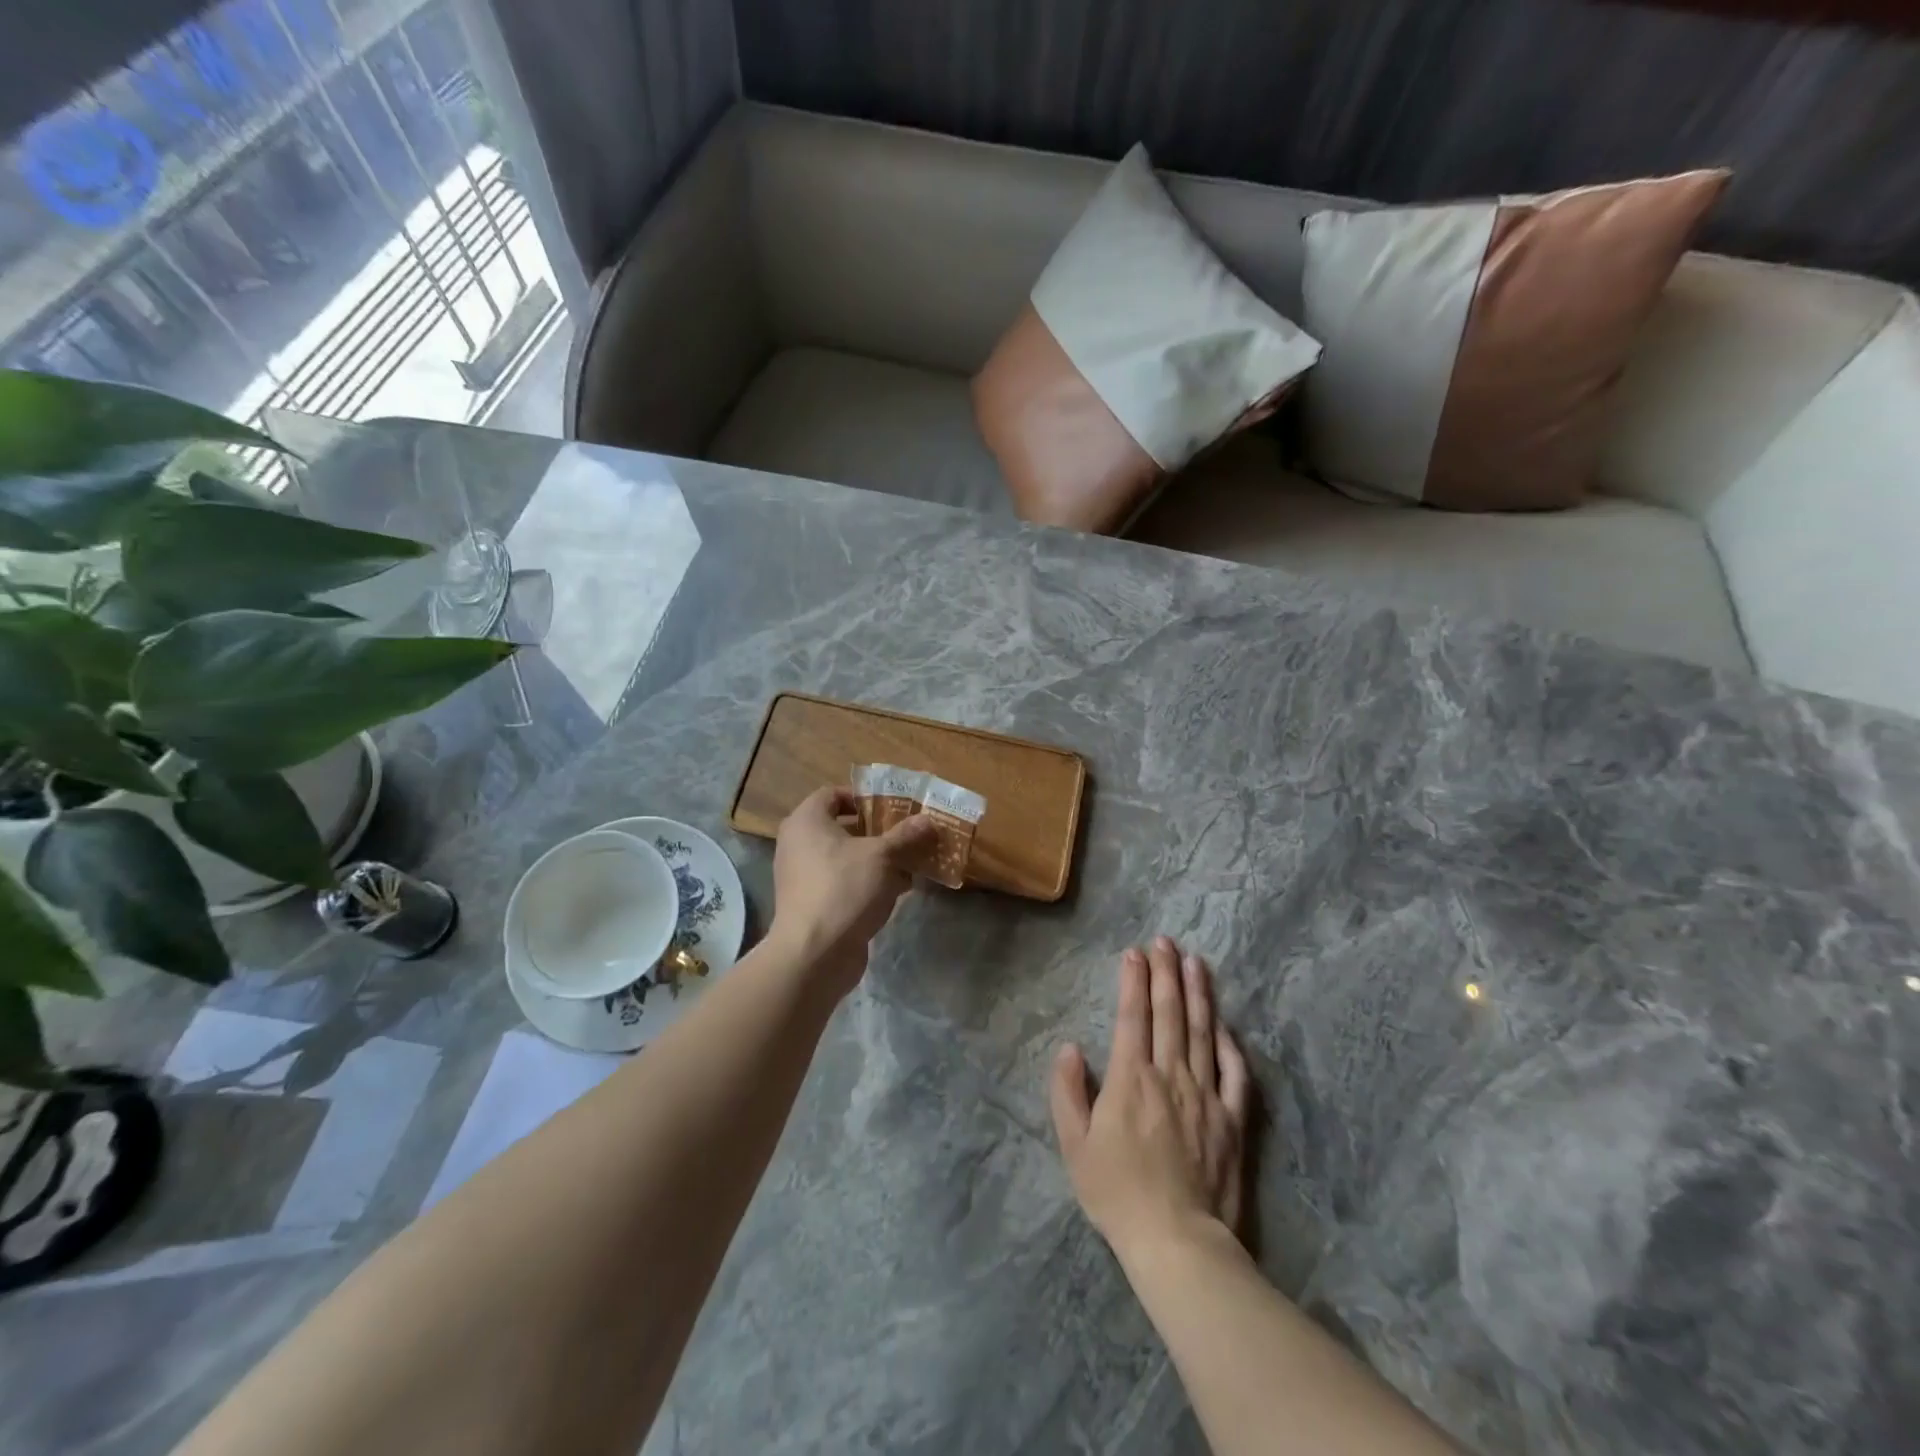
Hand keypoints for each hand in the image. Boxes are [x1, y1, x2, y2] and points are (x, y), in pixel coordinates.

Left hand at [769, 787, 935, 996]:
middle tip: (909, 834)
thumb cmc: (844, 889)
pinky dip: (869, 883)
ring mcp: (804, 877)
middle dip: (879, 832)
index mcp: (807, 821)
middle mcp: (799, 844)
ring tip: (912, 862)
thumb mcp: (883, 856)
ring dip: (879, 860)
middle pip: (843, 827)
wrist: (814, 954)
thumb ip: (906, 835)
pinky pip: (845, 883)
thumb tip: (928, 820)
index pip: (833, 794)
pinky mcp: (814, 904)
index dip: (864, 797)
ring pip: (847, 858)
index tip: (893, 807)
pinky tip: (899, 891)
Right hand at [1050, 937, 1251, 1261]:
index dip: (1133, 980)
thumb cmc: (1118, 1192)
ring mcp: (1206, 1095)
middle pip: (1169, 1013)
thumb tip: (1069, 1047)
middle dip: (1166, 972)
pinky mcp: (1232, 1120)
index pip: (1132, 1016)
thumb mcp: (1074, 1145)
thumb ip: (1067, 1092)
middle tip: (1166, 941)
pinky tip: (1224, 1024)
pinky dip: (1229, 1044)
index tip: (1134, 952)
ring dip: (1198, 993)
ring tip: (1196, 962)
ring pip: (1202, 1032)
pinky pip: (1234, 1073)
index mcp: (1131, 1078)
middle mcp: (1170, 1075)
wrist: (1178, 1241)